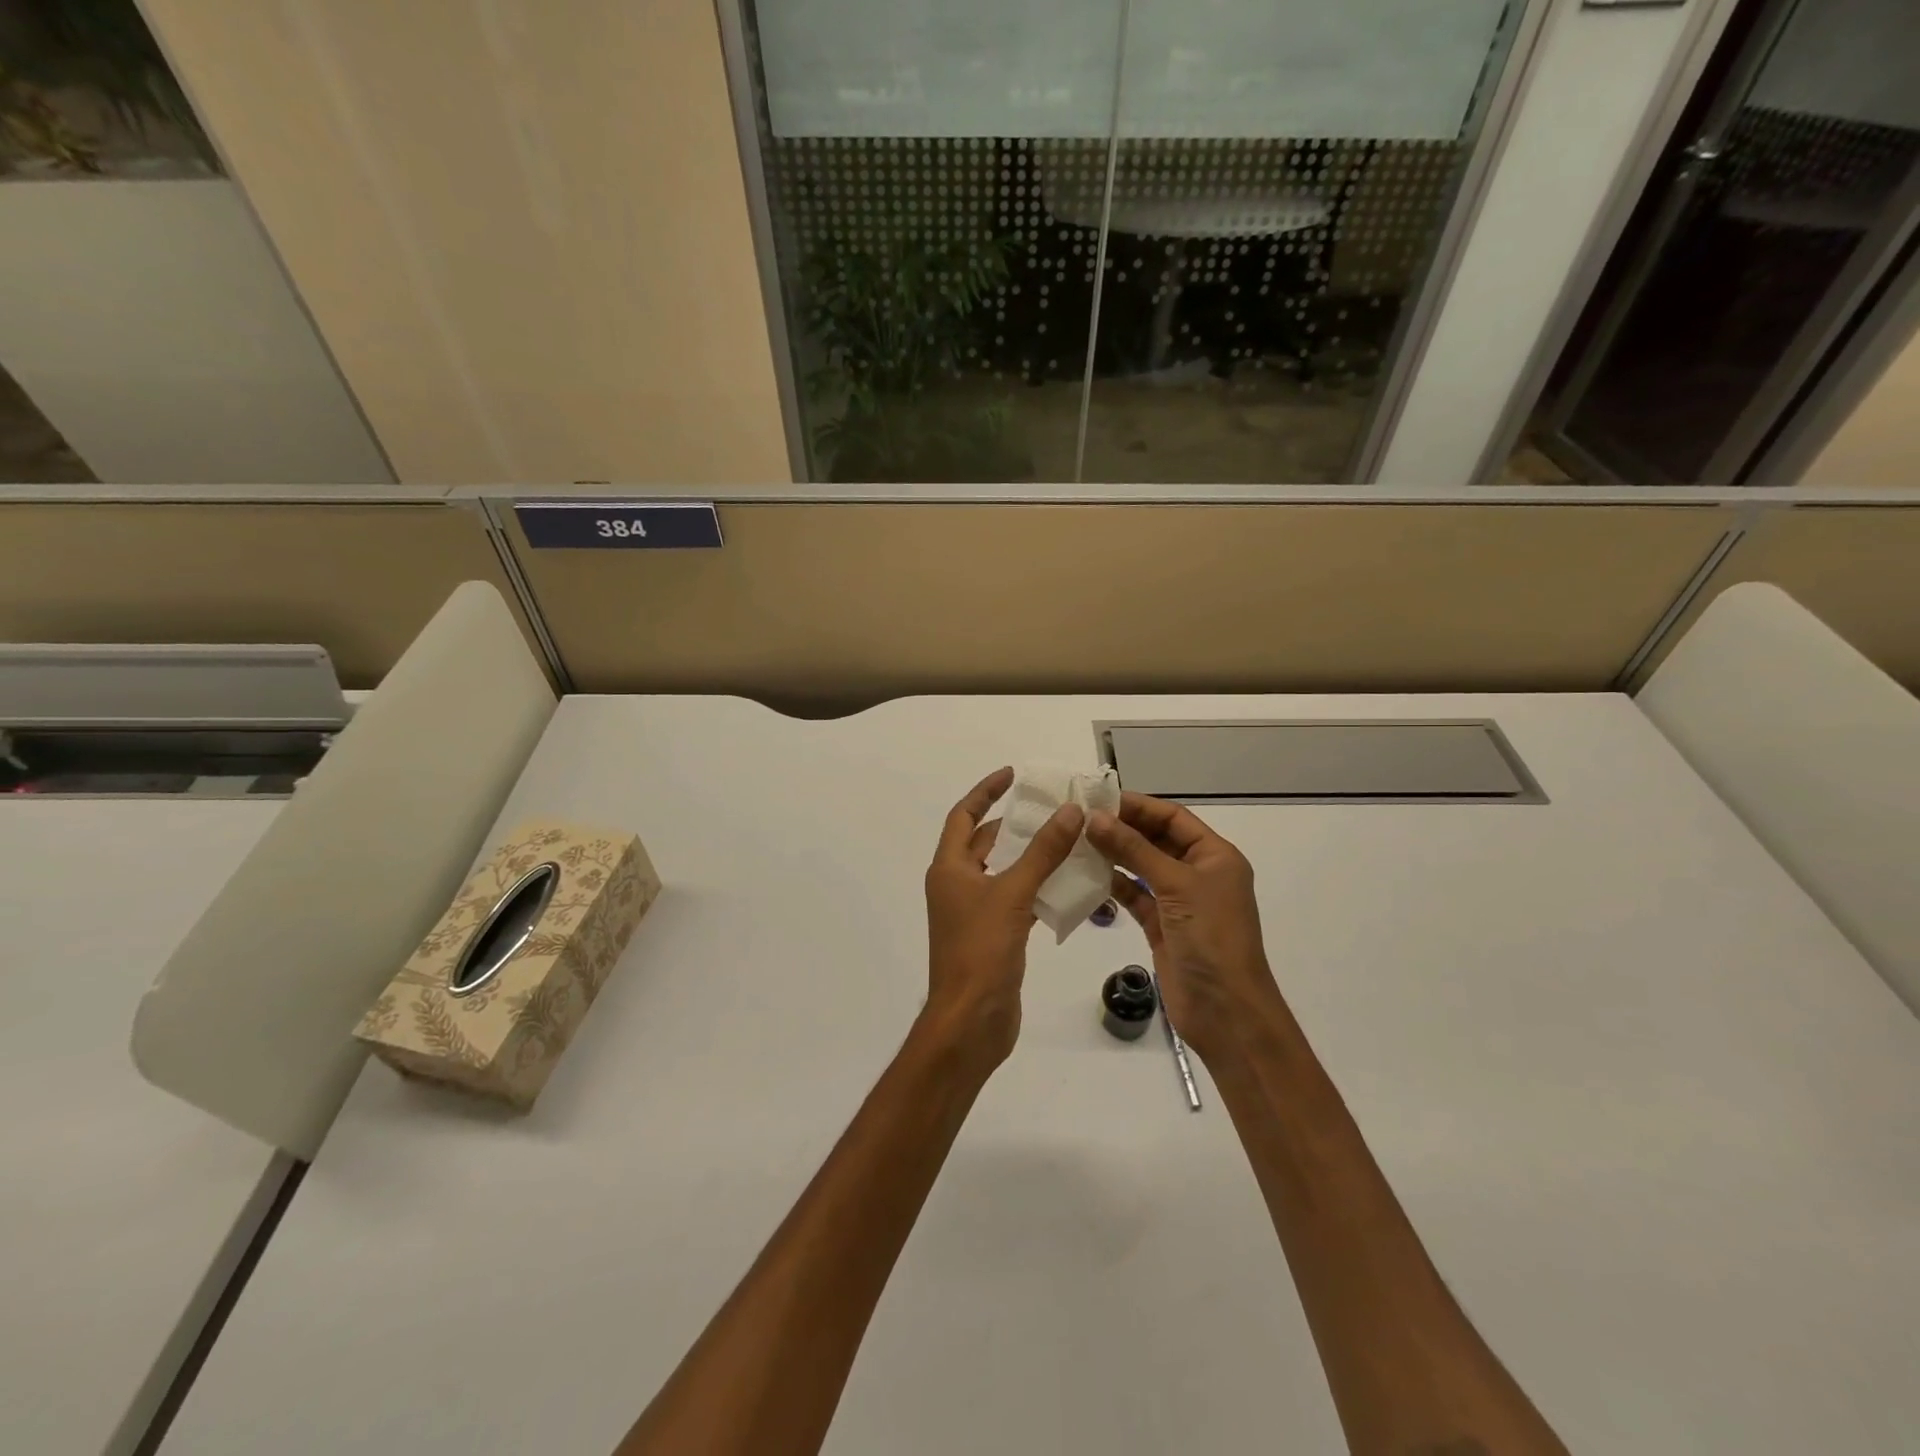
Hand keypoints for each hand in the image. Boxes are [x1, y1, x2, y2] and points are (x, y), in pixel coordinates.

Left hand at [922, 767, 1084, 1068]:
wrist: (970, 1021)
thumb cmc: (981, 951)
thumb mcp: (1013, 894)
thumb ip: (1042, 852)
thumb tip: (1069, 811)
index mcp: (950, 868)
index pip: (964, 816)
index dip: (986, 791)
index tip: (1013, 775)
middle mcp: (957, 885)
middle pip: (986, 842)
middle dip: (1016, 824)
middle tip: (1054, 809)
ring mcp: (974, 912)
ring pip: (1004, 871)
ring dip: (1031, 856)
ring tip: (1068, 840)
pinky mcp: (993, 935)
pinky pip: (1016, 899)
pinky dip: (1037, 888)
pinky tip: (1067, 885)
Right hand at [1086, 793, 1282, 1066]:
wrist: (1225, 1011)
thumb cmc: (1211, 938)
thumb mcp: (1175, 885)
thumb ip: (1134, 850)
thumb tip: (1095, 818)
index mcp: (1215, 856)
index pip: (1173, 817)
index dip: (1138, 806)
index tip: (1097, 800)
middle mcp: (1198, 873)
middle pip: (1156, 839)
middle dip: (1122, 828)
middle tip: (1079, 819)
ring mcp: (1179, 901)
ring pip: (1141, 867)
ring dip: (1114, 855)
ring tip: (1076, 843)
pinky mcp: (1161, 926)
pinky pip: (1134, 895)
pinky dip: (1113, 885)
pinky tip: (1086, 875)